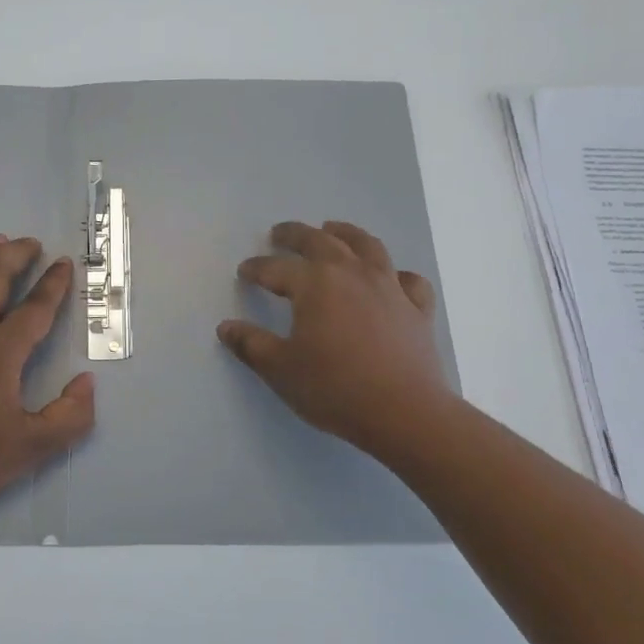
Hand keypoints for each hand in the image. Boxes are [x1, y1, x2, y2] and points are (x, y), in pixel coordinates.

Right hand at [219, 220, 450, 455]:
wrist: (405, 413)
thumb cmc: (335, 388)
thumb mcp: (280, 369)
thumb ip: (251, 344)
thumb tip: (226, 327)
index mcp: (315, 283)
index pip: (276, 268)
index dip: (256, 268)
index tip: (244, 271)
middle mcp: (352, 273)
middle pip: (320, 241)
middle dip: (296, 235)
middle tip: (280, 234)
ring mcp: (389, 287)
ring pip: (367, 246)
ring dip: (345, 233)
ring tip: (332, 230)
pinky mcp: (417, 308)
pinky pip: (408, 280)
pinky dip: (396, 274)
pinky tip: (391, 280)